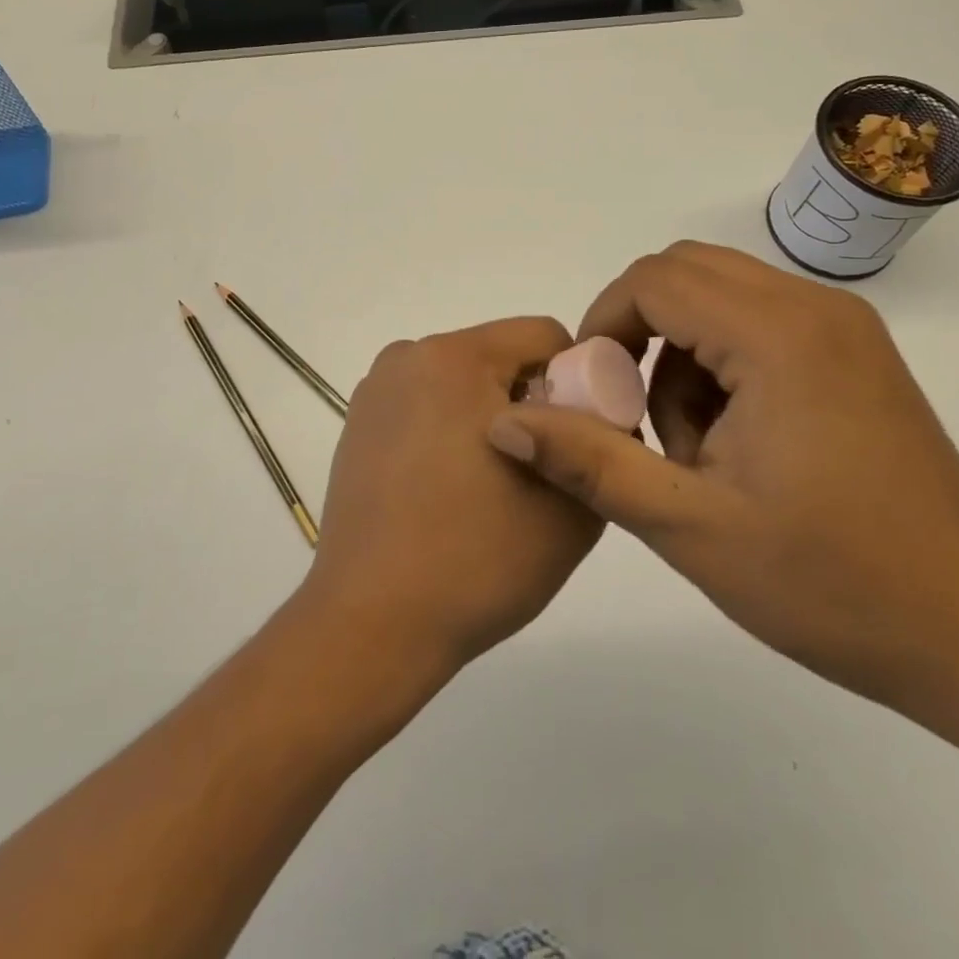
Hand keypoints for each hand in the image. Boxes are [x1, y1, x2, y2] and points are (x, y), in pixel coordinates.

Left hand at [301, 317, 602, 673]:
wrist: (372, 623)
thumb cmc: (477, 560)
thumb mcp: (572, 506)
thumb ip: (600, 447)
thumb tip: (598, 420)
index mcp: (455, 358)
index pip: (543, 336)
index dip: (579, 380)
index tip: (582, 437)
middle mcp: (408, 358)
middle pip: (499, 356)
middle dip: (533, 400)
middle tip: (543, 470)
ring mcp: (376, 391)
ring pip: (462, 383)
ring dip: (491, 417)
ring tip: (493, 488)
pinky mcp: (358, 425)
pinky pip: (425, 407)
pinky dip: (450, 431)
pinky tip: (450, 491)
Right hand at [487, 242, 958, 739]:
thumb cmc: (833, 583)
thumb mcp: (689, 527)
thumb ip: (589, 462)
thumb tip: (504, 424)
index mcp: (777, 336)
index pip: (654, 280)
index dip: (604, 325)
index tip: (593, 396)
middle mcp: (813, 308)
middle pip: (685, 273)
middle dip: (639, 333)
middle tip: (631, 414)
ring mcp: (841, 329)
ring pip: (718, 297)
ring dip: (679, 352)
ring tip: (690, 446)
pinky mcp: (854, 355)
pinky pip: (757, 323)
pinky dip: (720, 363)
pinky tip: (733, 444)